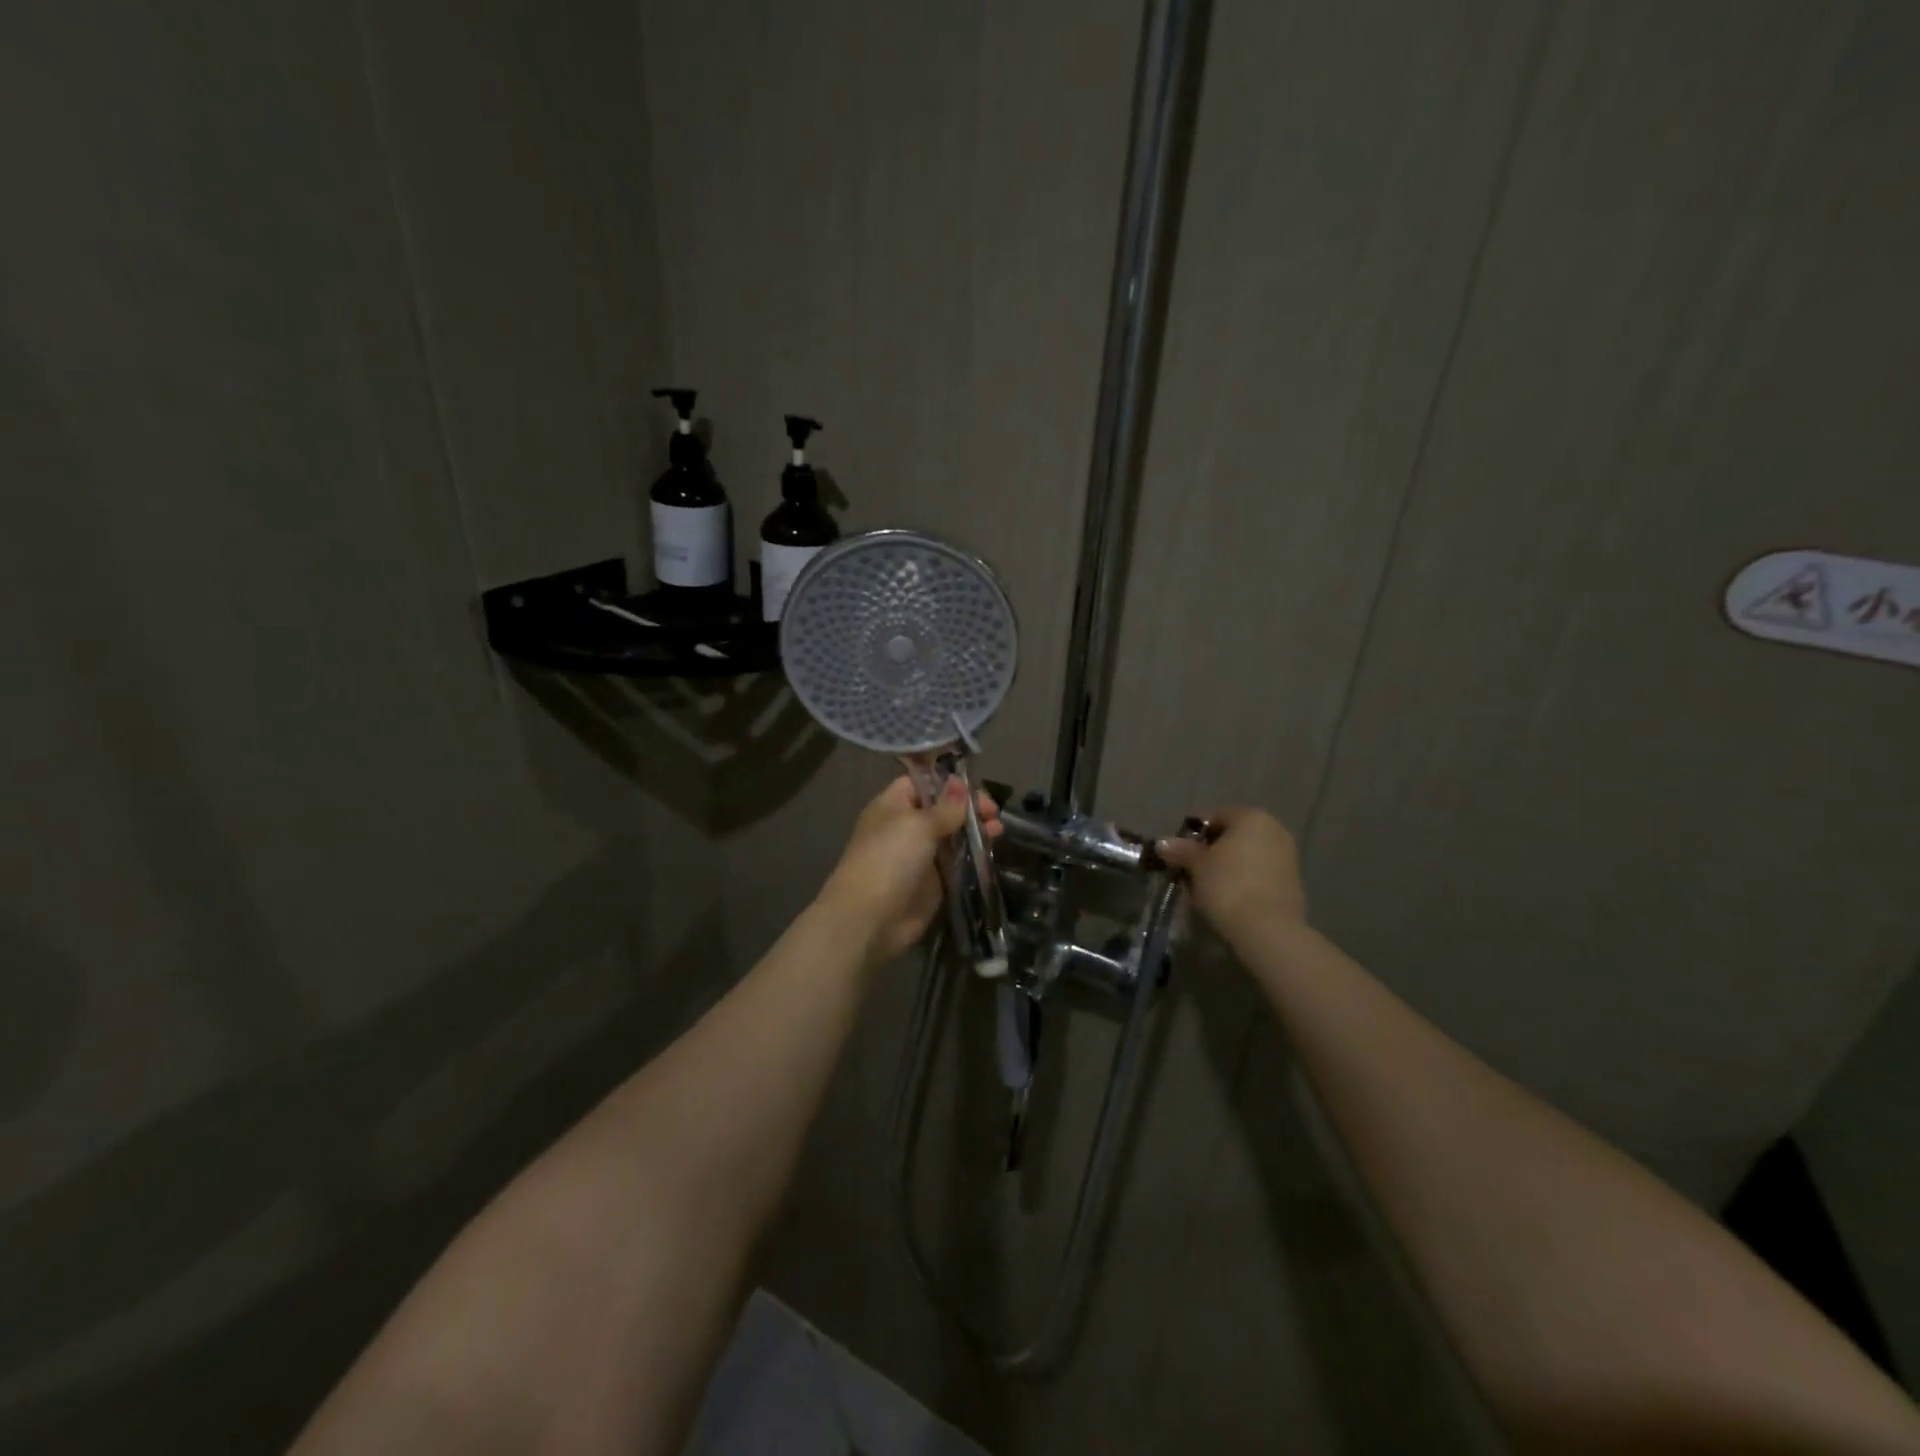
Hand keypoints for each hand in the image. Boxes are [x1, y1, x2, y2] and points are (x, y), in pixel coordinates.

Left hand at [820, 775, 1002, 964]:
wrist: (869, 918)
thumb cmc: (889, 859)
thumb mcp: (918, 825)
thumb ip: (945, 807)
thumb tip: (960, 782)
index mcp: (893, 806)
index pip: (922, 784)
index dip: (948, 783)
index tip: (975, 787)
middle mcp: (906, 828)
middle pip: (942, 810)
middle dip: (968, 808)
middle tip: (993, 812)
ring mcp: (920, 856)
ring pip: (952, 837)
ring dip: (975, 831)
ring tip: (998, 829)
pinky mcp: (933, 883)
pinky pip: (956, 864)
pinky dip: (973, 857)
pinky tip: (992, 850)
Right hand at [1155, 806, 1306, 937]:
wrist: (1268, 929)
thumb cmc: (1228, 885)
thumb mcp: (1196, 865)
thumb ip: (1180, 850)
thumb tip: (1163, 843)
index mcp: (1251, 817)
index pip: (1217, 816)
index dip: (1195, 834)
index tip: (1181, 854)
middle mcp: (1274, 830)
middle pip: (1234, 836)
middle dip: (1212, 852)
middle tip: (1191, 872)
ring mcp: (1287, 856)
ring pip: (1246, 857)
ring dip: (1227, 868)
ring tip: (1206, 890)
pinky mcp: (1293, 882)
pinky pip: (1259, 874)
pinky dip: (1243, 882)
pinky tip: (1228, 900)